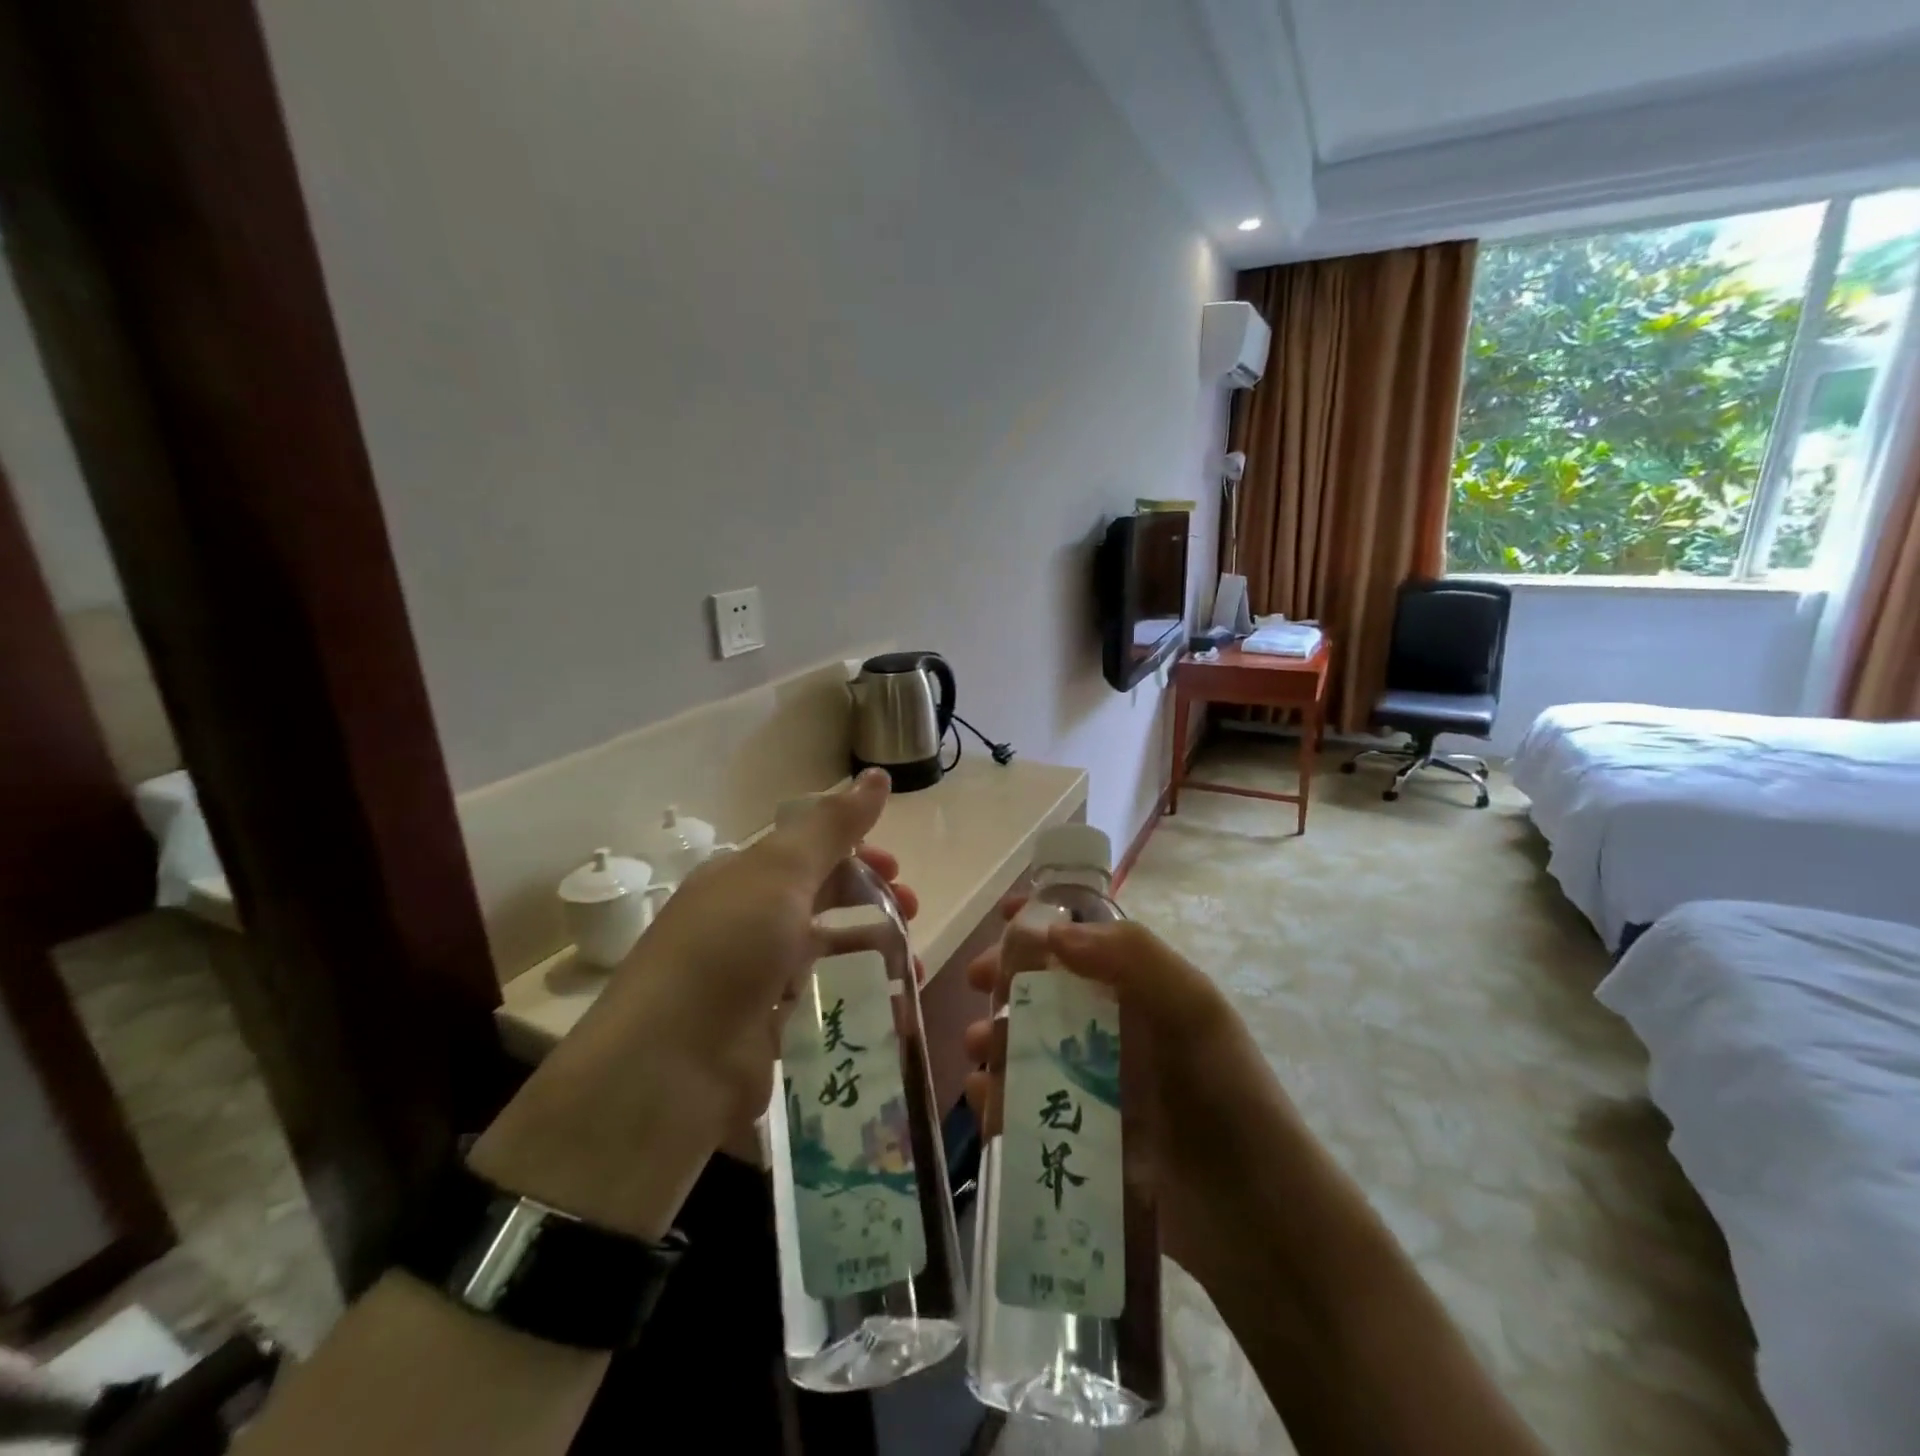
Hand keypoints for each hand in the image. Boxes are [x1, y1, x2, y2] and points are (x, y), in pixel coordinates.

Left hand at [471, 770, 915, 1237]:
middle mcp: (747, 922)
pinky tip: (894, 1010)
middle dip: (872, 902)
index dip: (856, 854)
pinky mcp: (767, 1032)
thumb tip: (876, 774)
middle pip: (821, 901)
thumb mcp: (781, 872)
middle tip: (911, 913)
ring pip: (828, 955)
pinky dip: (860, 1003)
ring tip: (912, 969)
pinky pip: (824, 1006)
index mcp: (743, 878)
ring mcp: (756, 980)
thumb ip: (833, 825)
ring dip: (874, 954)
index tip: (896, 867)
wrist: (670, 1065)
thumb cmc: (728, 948)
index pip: (807, 852)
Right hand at [962, 908, 1299, 1281]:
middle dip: (1008, 979)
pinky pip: (1028, 1104)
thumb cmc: (1226, 1093)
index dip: (1044, 921)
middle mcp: (1115, 1027)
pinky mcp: (1081, 1133)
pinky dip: (998, 1095)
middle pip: (1047, 989)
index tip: (1002, 915)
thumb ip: (1133, 956)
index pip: (1085, 939)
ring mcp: (1096, 1082)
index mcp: (1141, 988)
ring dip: (996, 1037)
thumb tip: (1053, 933)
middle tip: (977, 983)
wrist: (1254, 1215)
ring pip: (1031, 1045)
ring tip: (976, 1050)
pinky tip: (983, 1098)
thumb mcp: (1193, 1009)